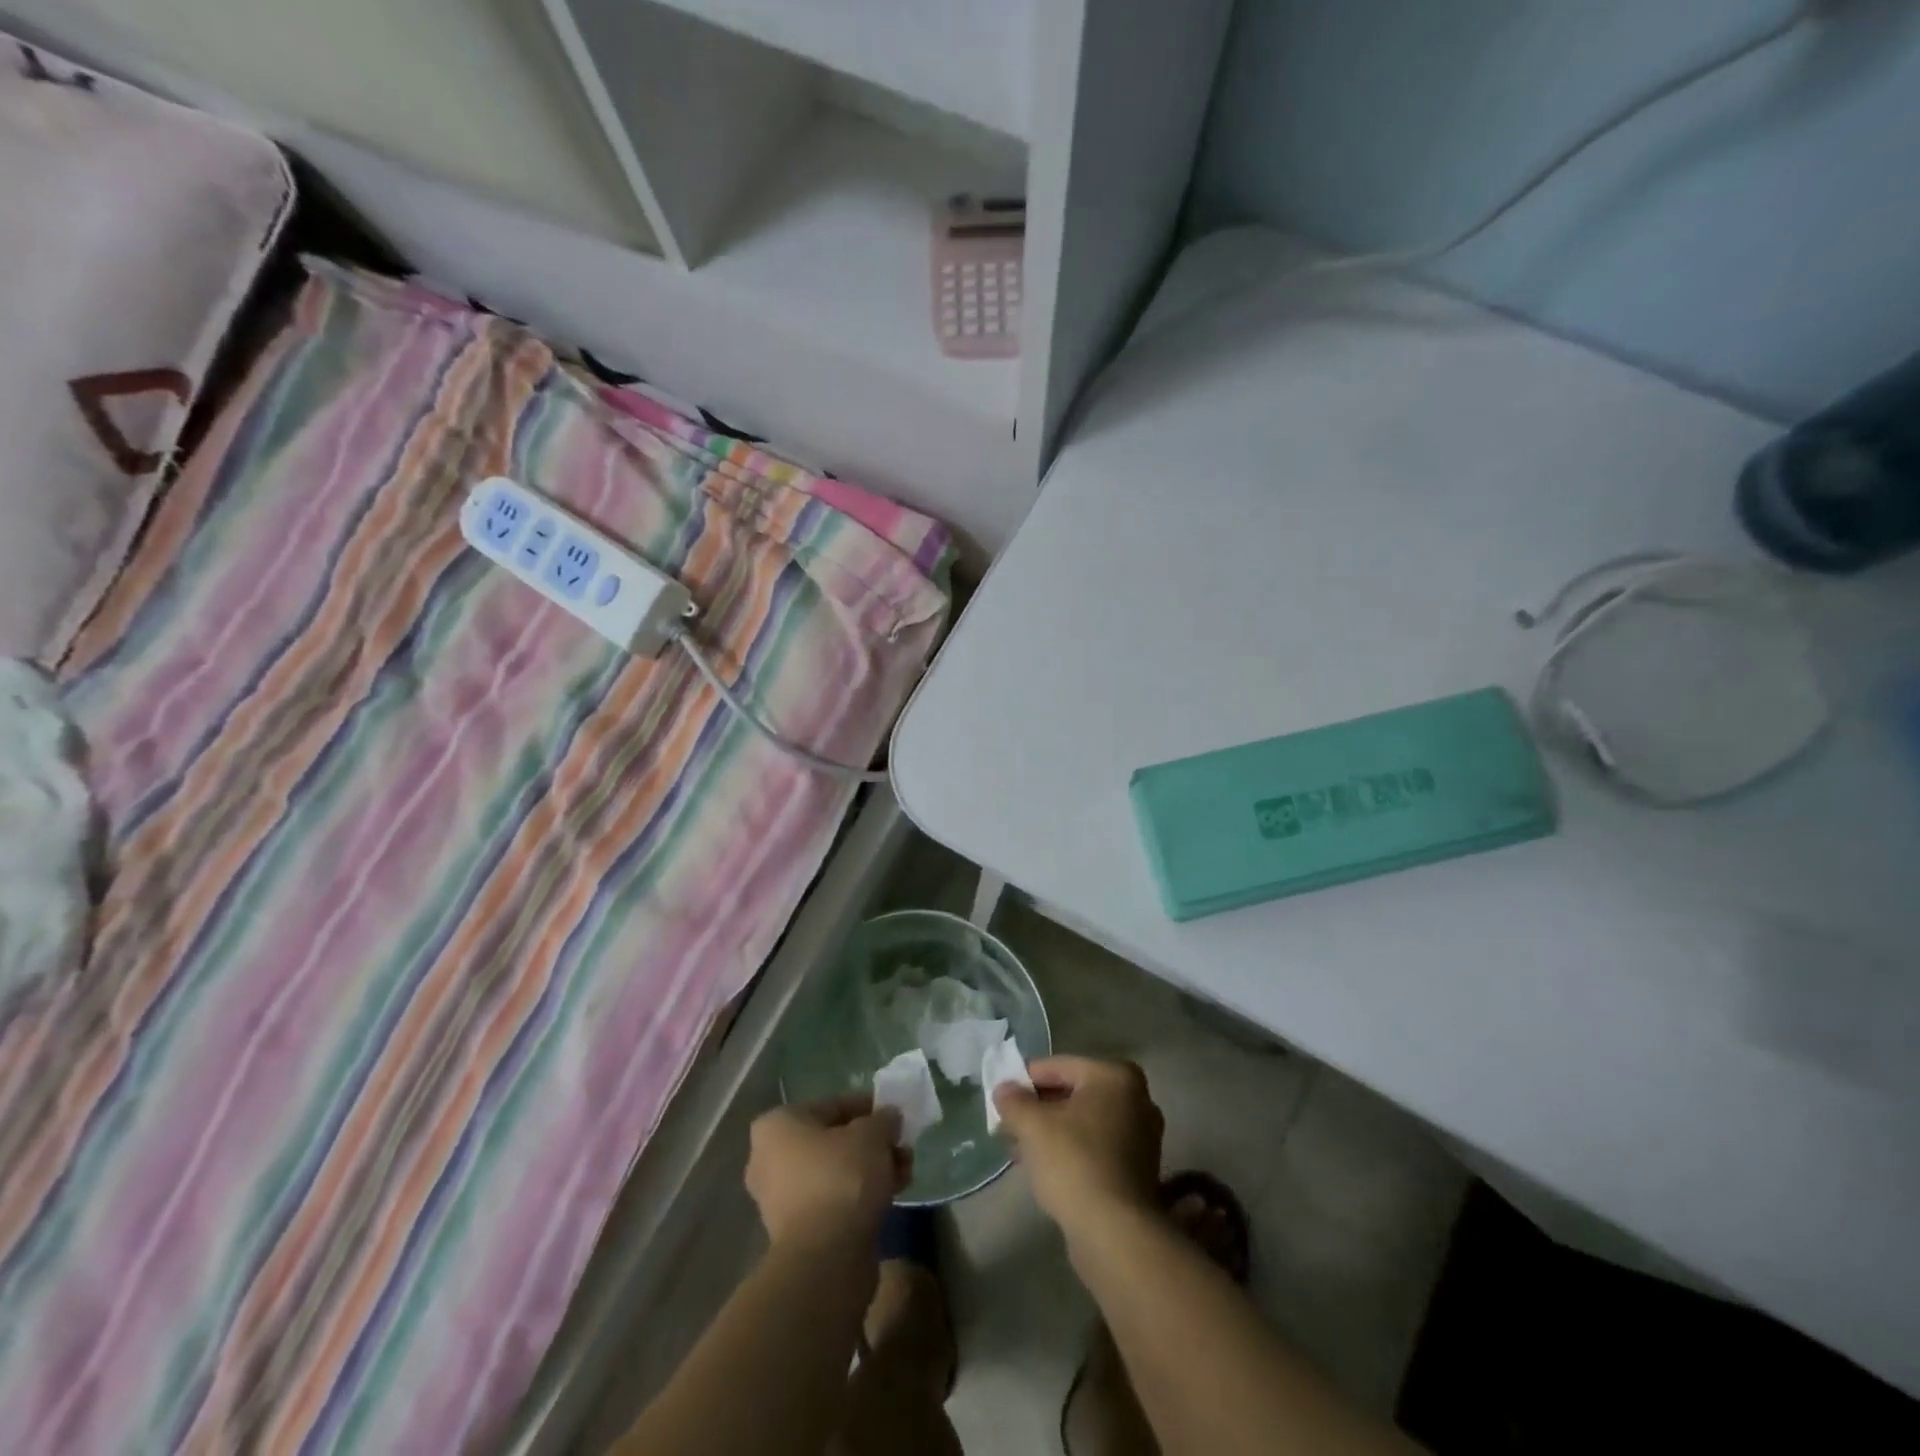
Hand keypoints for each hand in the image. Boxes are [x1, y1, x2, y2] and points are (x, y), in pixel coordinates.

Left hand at [745, 1094, 908, 1248]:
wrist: (826, 1259)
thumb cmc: (842, 1178)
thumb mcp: (872, 1134)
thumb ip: (883, 1119)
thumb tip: (889, 1117)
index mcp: (777, 1126)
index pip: (831, 1105)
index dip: (867, 1106)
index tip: (893, 1114)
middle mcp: (770, 1159)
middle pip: (833, 1139)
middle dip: (871, 1142)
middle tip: (900, 1144)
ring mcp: (781, 1199)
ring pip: (837, 1170)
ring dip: (872, 1167)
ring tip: (905, 1170)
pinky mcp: (798, 1231)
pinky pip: (834, 1199)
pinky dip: (861, 1193)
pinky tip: (894, 1193)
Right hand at [991, 1056, 1163, 1238]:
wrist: (1114, 1232)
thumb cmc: (1074, 1162)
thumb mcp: (1032, 1125)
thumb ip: (1013, 1100)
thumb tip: (1003, 1089)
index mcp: (1115, 1076)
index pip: (1058, 1067)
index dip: (1024, 1080)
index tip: (1001, 1097)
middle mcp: (1136, 1098)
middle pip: (1073, 1094)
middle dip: (1039, 1109)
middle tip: (1009, 1124)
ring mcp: (1142, 1136)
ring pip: (1084, 1122)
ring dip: (1052, 1132)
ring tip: (1020, 1148)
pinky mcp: (1139, 1170)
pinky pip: (1096, 1147)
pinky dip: (1071, 1151)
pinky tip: (1044, 1168)